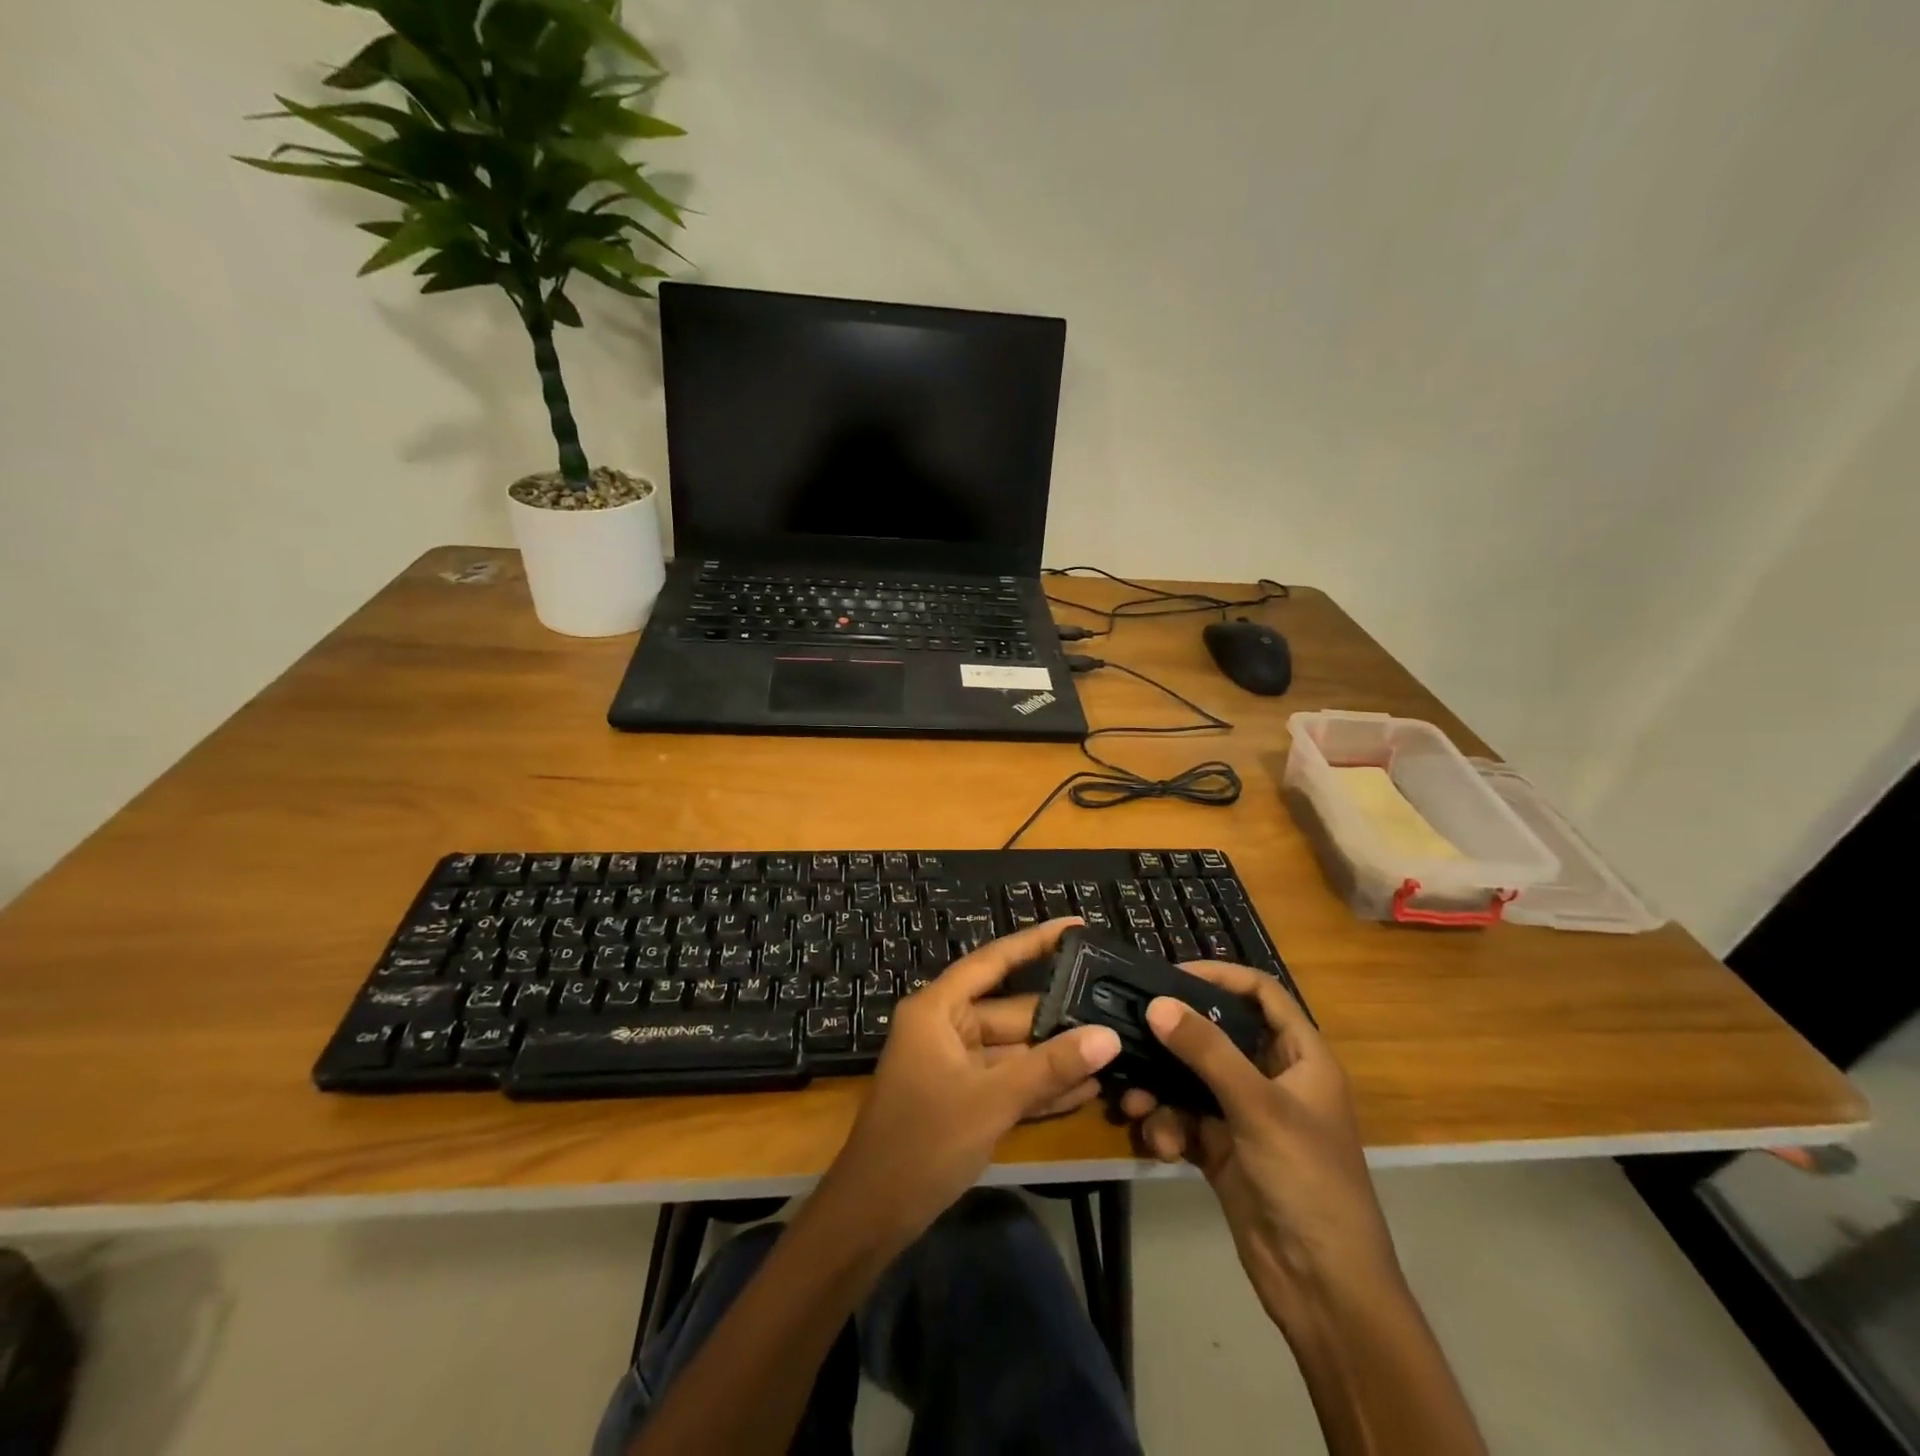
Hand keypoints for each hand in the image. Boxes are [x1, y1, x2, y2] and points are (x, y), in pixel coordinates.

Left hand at [819, 919, 1122, 1248]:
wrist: (874, 1215)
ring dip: (1057, 1056)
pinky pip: (1009, 1081)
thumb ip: (1050, 1068)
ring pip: (1015, 1050)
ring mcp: (955, 1065)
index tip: (1076, 927)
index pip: (993, 961)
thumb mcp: (991, 1101)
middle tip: (1115, 1008)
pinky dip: (1041, 1086)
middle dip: (1060, 1016)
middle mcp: (946, 1028)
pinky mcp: (964, 1098)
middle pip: (1012, 1011)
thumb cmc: (923, 1142)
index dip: (1035, 942)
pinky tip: (1088, 1090)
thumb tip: (1108, 1037)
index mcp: (938, 1009)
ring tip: (1114, 1049)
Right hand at [1120, 962, 1400, 1330]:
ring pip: (1192, 1079)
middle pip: (1217, 1034)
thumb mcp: (1258, 1107)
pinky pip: (1184, 1119)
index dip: (1221, 976)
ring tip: (1136, 1104)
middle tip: (1132, 1028)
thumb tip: (1157, 1003)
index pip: (1261, 994)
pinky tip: (1160, 1147)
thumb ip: (1207, 1051)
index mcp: (1300, 1057)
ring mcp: (1245, 1115)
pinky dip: (1168, 1127)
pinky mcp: (1223, 1149)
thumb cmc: (1307, 1181)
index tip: (1171, 974)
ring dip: (1161, 1089)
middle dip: (1174, 1038)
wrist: (1323, 1290)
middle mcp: (1272, 1077)